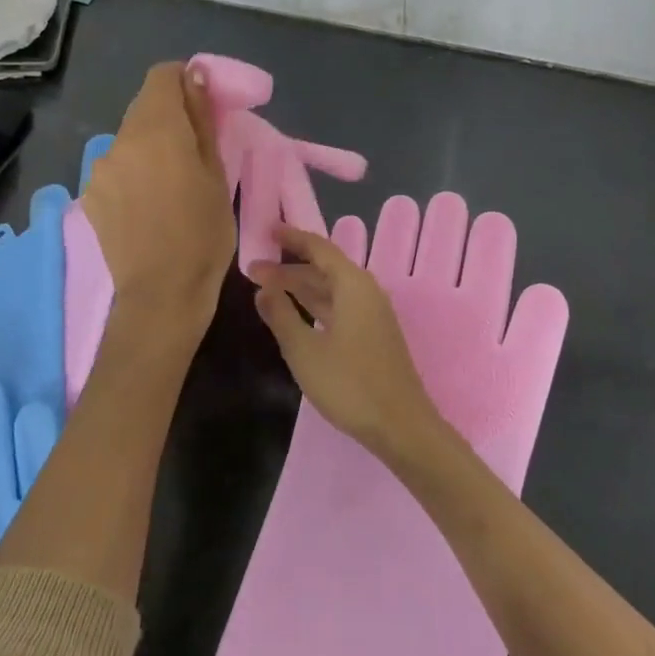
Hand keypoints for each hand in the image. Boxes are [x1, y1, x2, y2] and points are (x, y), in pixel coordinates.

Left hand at [81, 62, 234, 356]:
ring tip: (173, 183)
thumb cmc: (203, 234)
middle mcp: (121, 140)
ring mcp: (100, 168)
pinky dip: (135, 171)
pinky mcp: (91, 194)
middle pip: (145, 106)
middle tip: (196, 149)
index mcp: (157, 129)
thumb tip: (195, 77)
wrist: (161, 294)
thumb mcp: (216, 174)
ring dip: (152, 146)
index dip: (184, 82)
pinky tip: (149, 204)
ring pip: (130, 138)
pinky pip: (118, 166)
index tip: (204, 106)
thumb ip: (202, 120)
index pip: (162, 75)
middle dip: (171, 116)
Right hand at [250, 225, 441, 463]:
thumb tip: (263, 287)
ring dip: (300, 287)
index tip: (268, 229)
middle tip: (254, 270)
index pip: (319, 248)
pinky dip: (315, 304)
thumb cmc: (350, 384)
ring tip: (266, 289)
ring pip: (331, 290)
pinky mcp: (373, 335)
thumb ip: (281, 315)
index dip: (293, 237)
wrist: (400, 426)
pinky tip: (296, 314)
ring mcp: (372, 315)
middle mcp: (366, 292)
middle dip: (289, 267)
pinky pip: (339, 306)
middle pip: (324, 269)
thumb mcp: (304, 350)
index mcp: (353, 286)